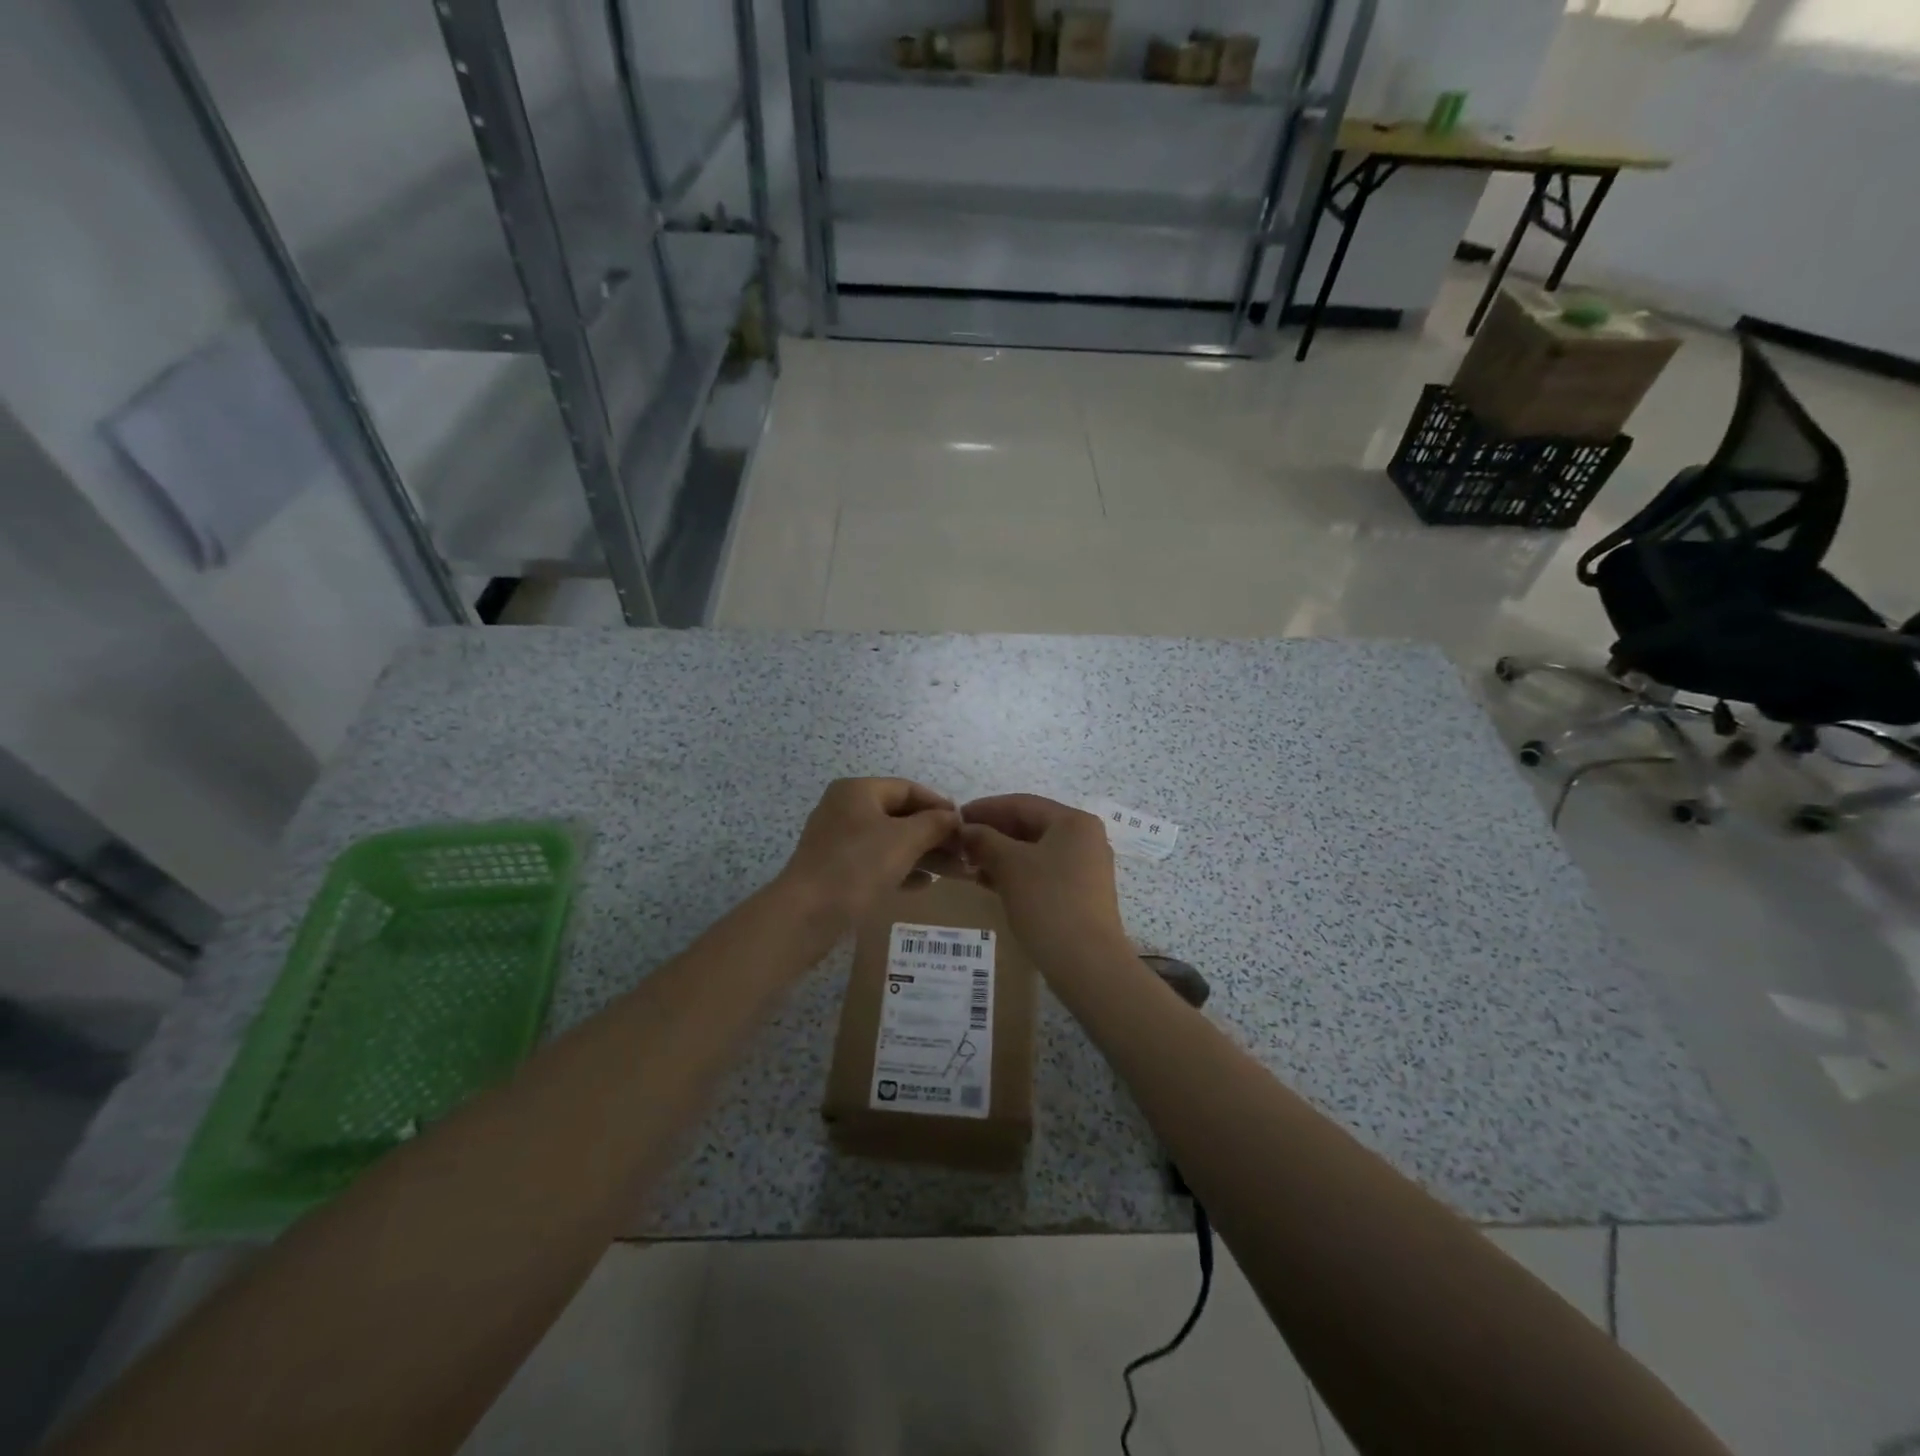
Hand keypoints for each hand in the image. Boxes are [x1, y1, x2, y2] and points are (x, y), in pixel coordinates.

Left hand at [778, 778, 962, 930]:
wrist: (806, 915)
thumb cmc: (858, 867)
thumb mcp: (904, 840)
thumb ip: (934, 824)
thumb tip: (953, 817)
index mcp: (858, 791)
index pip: (908, 789)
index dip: (939, 805)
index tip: (965, 826)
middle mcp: (846, 809)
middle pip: (900, 815)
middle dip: (934, 834)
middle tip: (963, 854)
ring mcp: (838, 840)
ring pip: (890, 840)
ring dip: (922, 854)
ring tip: (951, 872)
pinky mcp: (836, 869)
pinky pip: (876, 861)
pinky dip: (901, 868)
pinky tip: (923, 885)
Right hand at [959, 795, 1129, 969]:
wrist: (1087, 963)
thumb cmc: (1048, 902)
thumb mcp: (1010, 865)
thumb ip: (985, 840)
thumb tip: (966, 830)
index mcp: (1073, 822)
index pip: (1021, 804)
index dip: (985, 808)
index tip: (955, 817)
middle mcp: (1084, 838)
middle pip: (1030, 826)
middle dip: (992, 833)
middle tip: (959, 843)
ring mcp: (1085, 868)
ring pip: (1034, 851)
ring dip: (1001, 855)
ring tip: (968, 864)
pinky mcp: (1081, 894)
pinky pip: (1042, 872)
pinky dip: (1016, 873)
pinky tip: (989, 882)